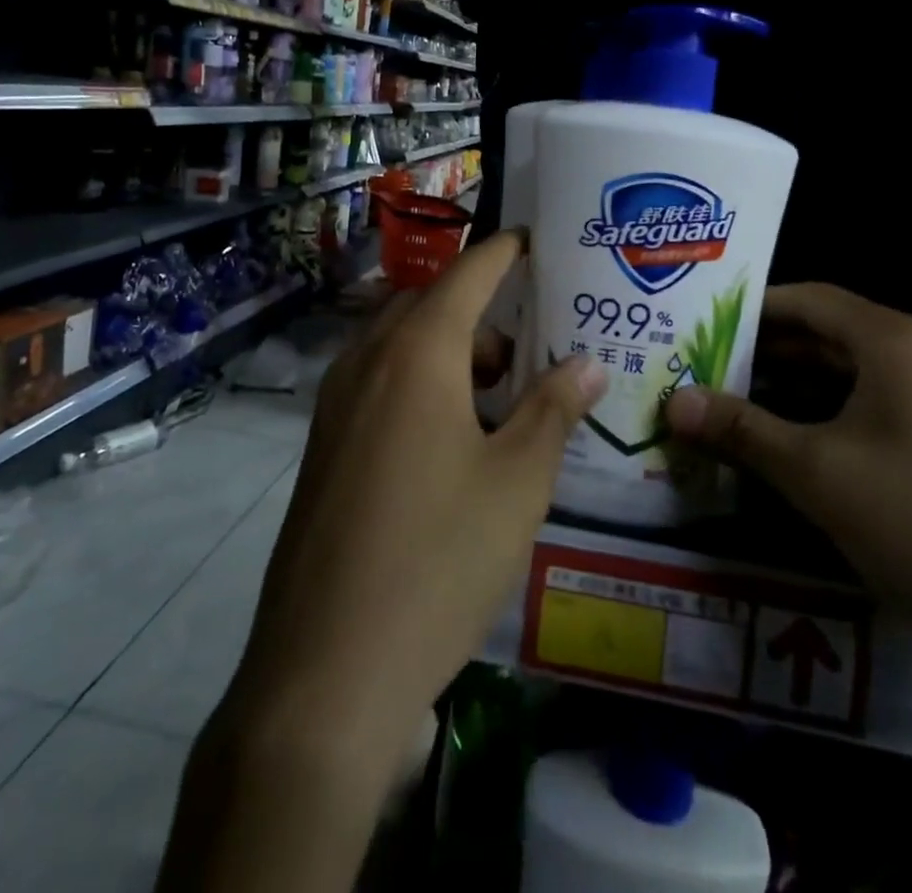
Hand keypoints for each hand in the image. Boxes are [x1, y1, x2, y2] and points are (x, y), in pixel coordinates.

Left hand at [230, 230, 605, 755]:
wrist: (325, 672)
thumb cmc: (438, 560)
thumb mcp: (517, 483)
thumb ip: (553, 410)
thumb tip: (587, 362)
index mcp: (416, 353)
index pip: (467, 274)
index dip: (504, 251)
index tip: (536, 240)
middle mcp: (367, 362)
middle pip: (429, 305)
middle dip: (481, 312)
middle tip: (532, 345)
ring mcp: (335, 405)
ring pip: (401, 346)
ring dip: (451, 353)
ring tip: (503, 397)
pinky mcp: (323, 447)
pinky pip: (379, 385)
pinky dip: (420, 385)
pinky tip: (456, 439)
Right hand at [666, 284, 911, 671]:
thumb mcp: (817, 473)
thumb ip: (740, 430)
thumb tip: (671, 401)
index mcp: (895, 342)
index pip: (806, 300)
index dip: (747, 309)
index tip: (694, 327)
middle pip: (826, 339)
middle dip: (761, 357)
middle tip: (699, 374)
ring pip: (849, 383)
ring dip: (790, 396)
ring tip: (729, 415)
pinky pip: (874, 419)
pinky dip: (826, 427)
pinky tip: (788, 457)